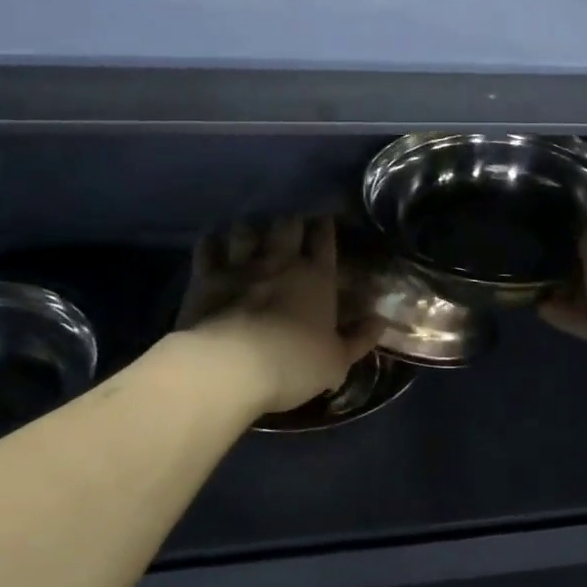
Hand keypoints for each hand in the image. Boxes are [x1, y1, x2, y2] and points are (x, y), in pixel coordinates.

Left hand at [176, 216, 379, 413]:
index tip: (325, 218)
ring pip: (247, 230)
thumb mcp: (337, 361)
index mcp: (317, 277)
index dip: (325, 226)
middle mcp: (280, 262)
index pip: (324, 240)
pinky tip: (213, 241)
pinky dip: (211, 243)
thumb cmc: (293, 364)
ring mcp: (241, 266)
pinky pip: (208, 249)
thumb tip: (380, 320)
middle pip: (287, 224)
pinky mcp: (206, 278)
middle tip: (290, 222)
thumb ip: (359, 339)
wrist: (231, 367)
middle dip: (290, 220)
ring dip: (250, 227)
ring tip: (252, 228)